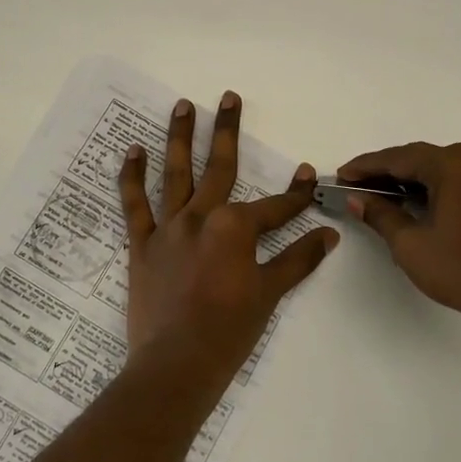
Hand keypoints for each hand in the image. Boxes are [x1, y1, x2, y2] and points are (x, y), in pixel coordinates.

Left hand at [119, 91, 337, 391]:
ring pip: (175, 173)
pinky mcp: (141, 244)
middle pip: (219, 167)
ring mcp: (169, 228)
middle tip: (228, 96)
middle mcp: (201, 217)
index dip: (295, 193)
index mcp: (235, 228)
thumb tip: (329, 236)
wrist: (177, 364)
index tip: (307, 173)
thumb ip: (297, 260)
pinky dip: (131, 177)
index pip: (275, 206)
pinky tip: (131, 150)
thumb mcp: (270, 294)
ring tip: (183, 105)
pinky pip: (134, 204)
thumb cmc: (229, 331)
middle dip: (227, 130)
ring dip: (179, 137)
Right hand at [338, 141, 460, 356]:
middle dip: (384, 171)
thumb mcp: (410, 244)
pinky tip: (410, 201)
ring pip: (437, 168)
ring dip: (406, 178)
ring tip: (376, 194)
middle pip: (418, 158)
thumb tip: (356, 199)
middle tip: (354, 185)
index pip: (398, 158)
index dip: (365, 167)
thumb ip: (380, 215)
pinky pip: (454, 179)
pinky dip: (429, 186)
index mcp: (453, 165)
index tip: (340, 176)